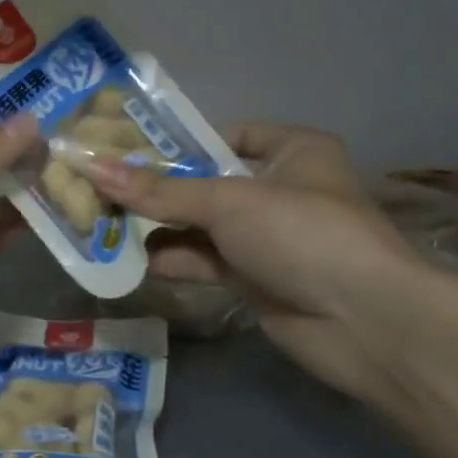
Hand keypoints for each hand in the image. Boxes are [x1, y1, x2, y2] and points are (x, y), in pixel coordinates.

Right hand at [81, 124, 431, 405]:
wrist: (366, 323)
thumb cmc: (302, 233)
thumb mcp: (227, 201)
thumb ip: (160, 190)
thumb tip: (91, 167)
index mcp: (293, 151)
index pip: (228, 135)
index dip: (180, 142)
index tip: (128, 149)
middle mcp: (281, 189)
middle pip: (206, 182)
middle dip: (158, 189)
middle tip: (102, 186)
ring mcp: (268, 238)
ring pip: (201, 225)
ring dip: (158, 227)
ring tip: (102, 222)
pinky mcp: (256, 279)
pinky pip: (205, 261)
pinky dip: (172, 260)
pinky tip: (130, 260)